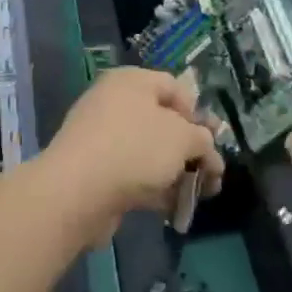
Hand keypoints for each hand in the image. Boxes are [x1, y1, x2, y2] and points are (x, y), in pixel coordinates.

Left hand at [33, 67, 222, 243]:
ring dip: (177, 173)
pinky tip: (175, 209)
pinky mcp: (96, 171)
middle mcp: (115, 103)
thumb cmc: (135, 149)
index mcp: (132, 81)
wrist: (77, 191)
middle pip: (164, 122)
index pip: (175, 87)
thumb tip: (207, 150)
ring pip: (151, 151)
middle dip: (192, 149)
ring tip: (200, 196)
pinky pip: (134, 174)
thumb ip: (202, 140)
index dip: (198, 113)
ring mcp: (103, 138)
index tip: (211, 141)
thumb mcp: (182, 138)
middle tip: (213, 175)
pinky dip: (156, 188)